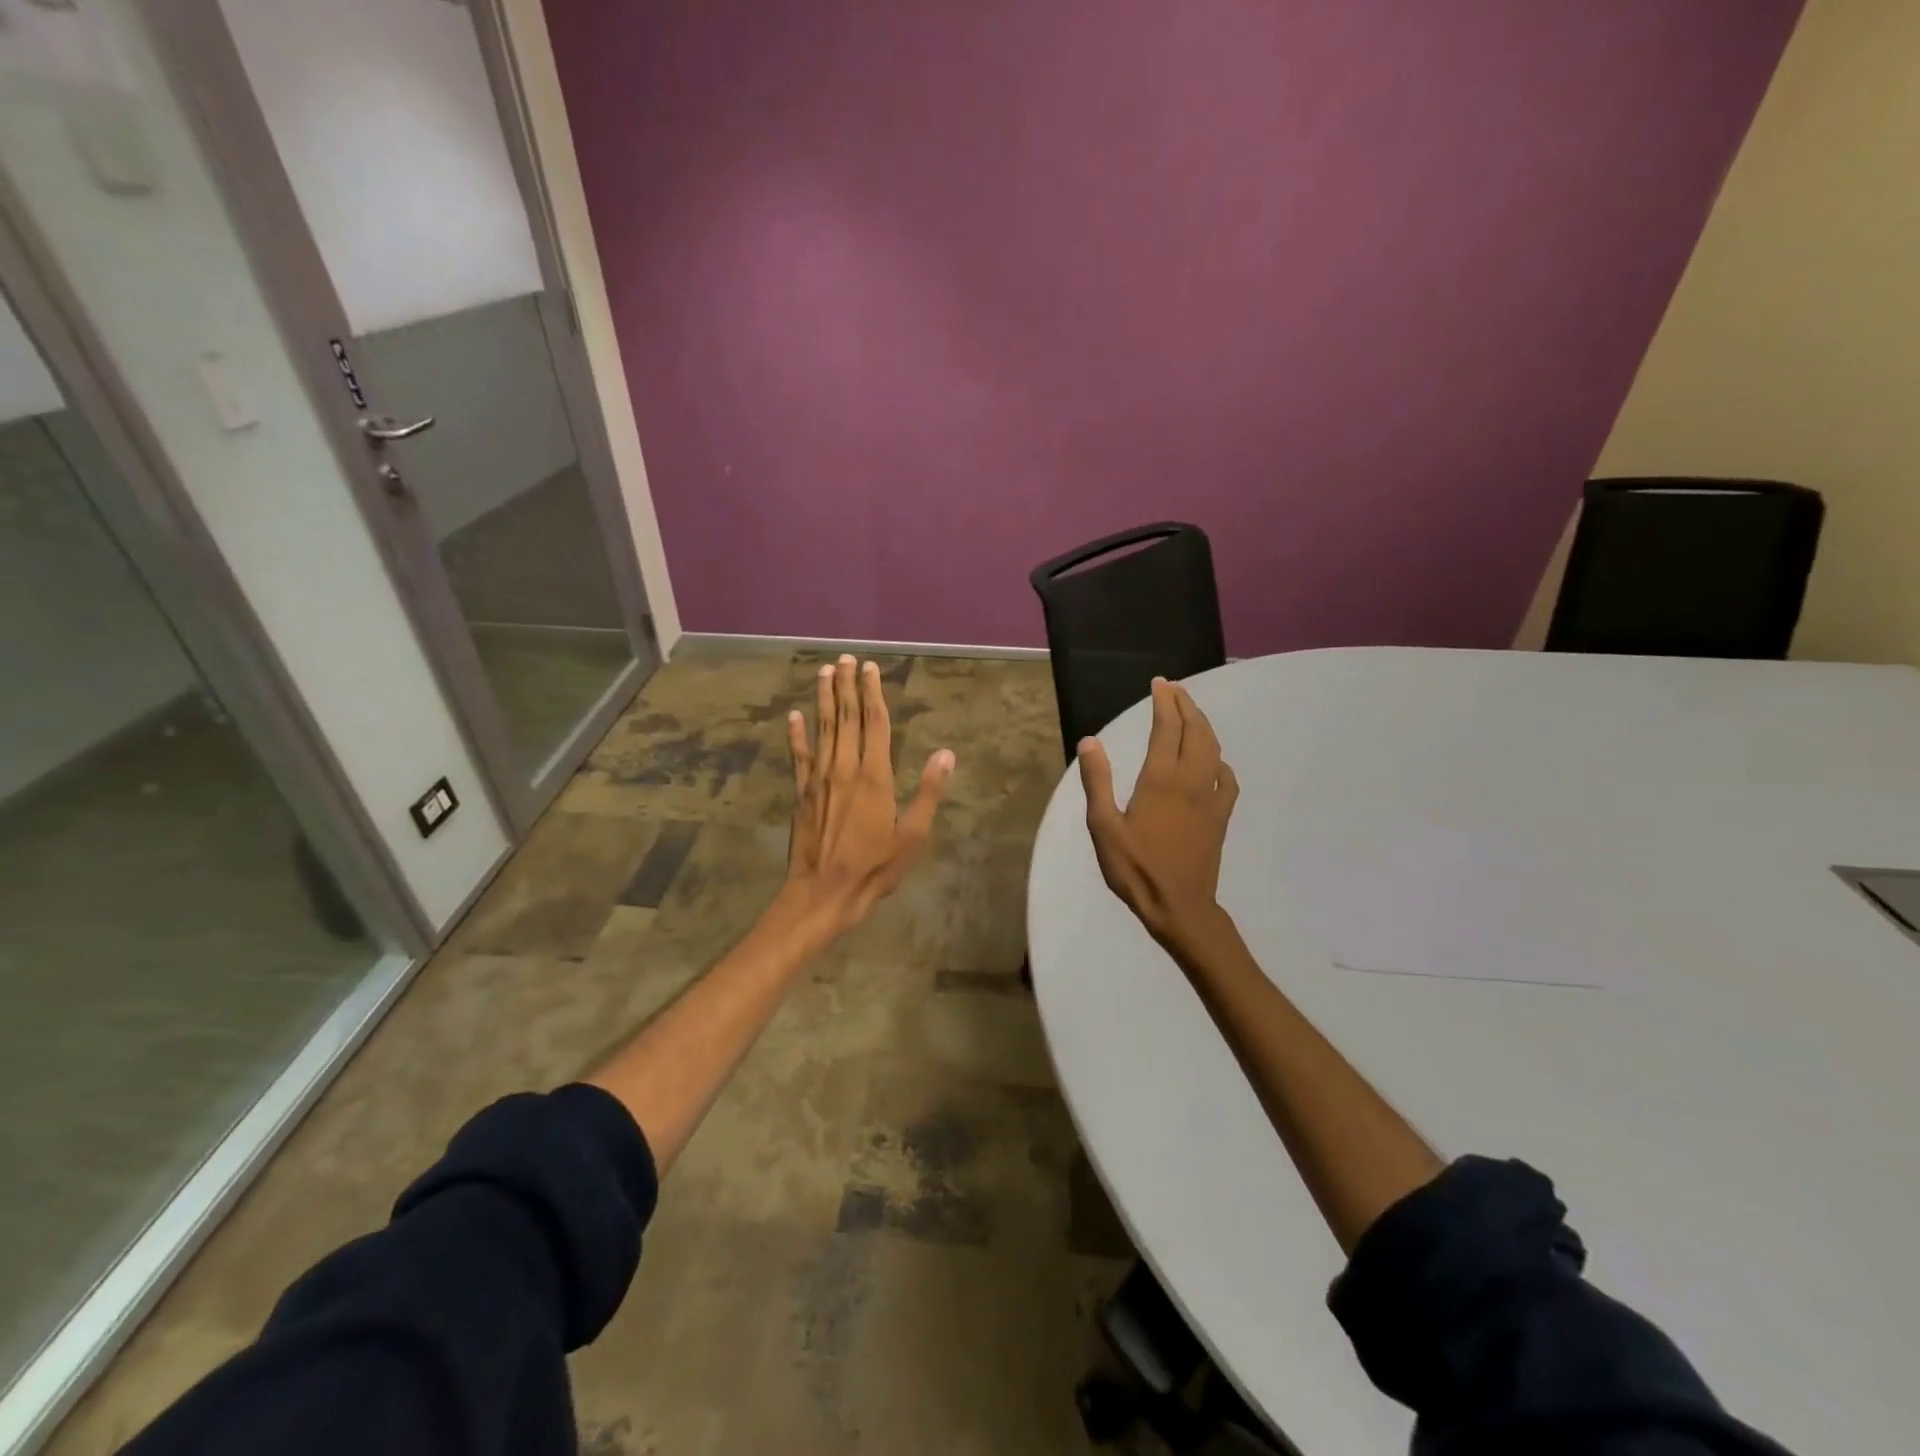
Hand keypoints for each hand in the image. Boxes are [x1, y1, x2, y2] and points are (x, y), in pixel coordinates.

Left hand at [780, 655, 954, 939]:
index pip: (875, 724)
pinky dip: (797, 735)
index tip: (870, 669)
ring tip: (824, 672)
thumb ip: (928, 792)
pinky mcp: (801, 793)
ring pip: (822, 730)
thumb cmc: (874, 867)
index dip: (873, 694)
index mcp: (874, 776)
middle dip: (846, 686)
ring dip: (823, 699)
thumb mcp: (912, 835)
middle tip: (845, 659)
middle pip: (846, 718)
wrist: (823, 893)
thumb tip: (946, 754)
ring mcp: (818, 779)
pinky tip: (794, 716)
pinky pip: (799, 757)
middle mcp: (844, 768)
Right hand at [1078, 678, 1238, 950]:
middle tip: (1174, 689)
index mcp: (1160, 780)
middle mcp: (1190, 781)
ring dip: (1203, 726)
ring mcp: (1210, 798)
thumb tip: (1090, 741)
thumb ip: (1098, 781)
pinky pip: (1226, 780)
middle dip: (1186, 705)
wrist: (1179, 906)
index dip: (1164, 702)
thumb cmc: (1135, 868)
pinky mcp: (1220, 817)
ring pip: (1213, 750)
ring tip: (1191, 713)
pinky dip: (1220, 762)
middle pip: (1194, 731)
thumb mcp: (1104, 826)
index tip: (1159, 684)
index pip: (1166, 728)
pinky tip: (1213, 763)